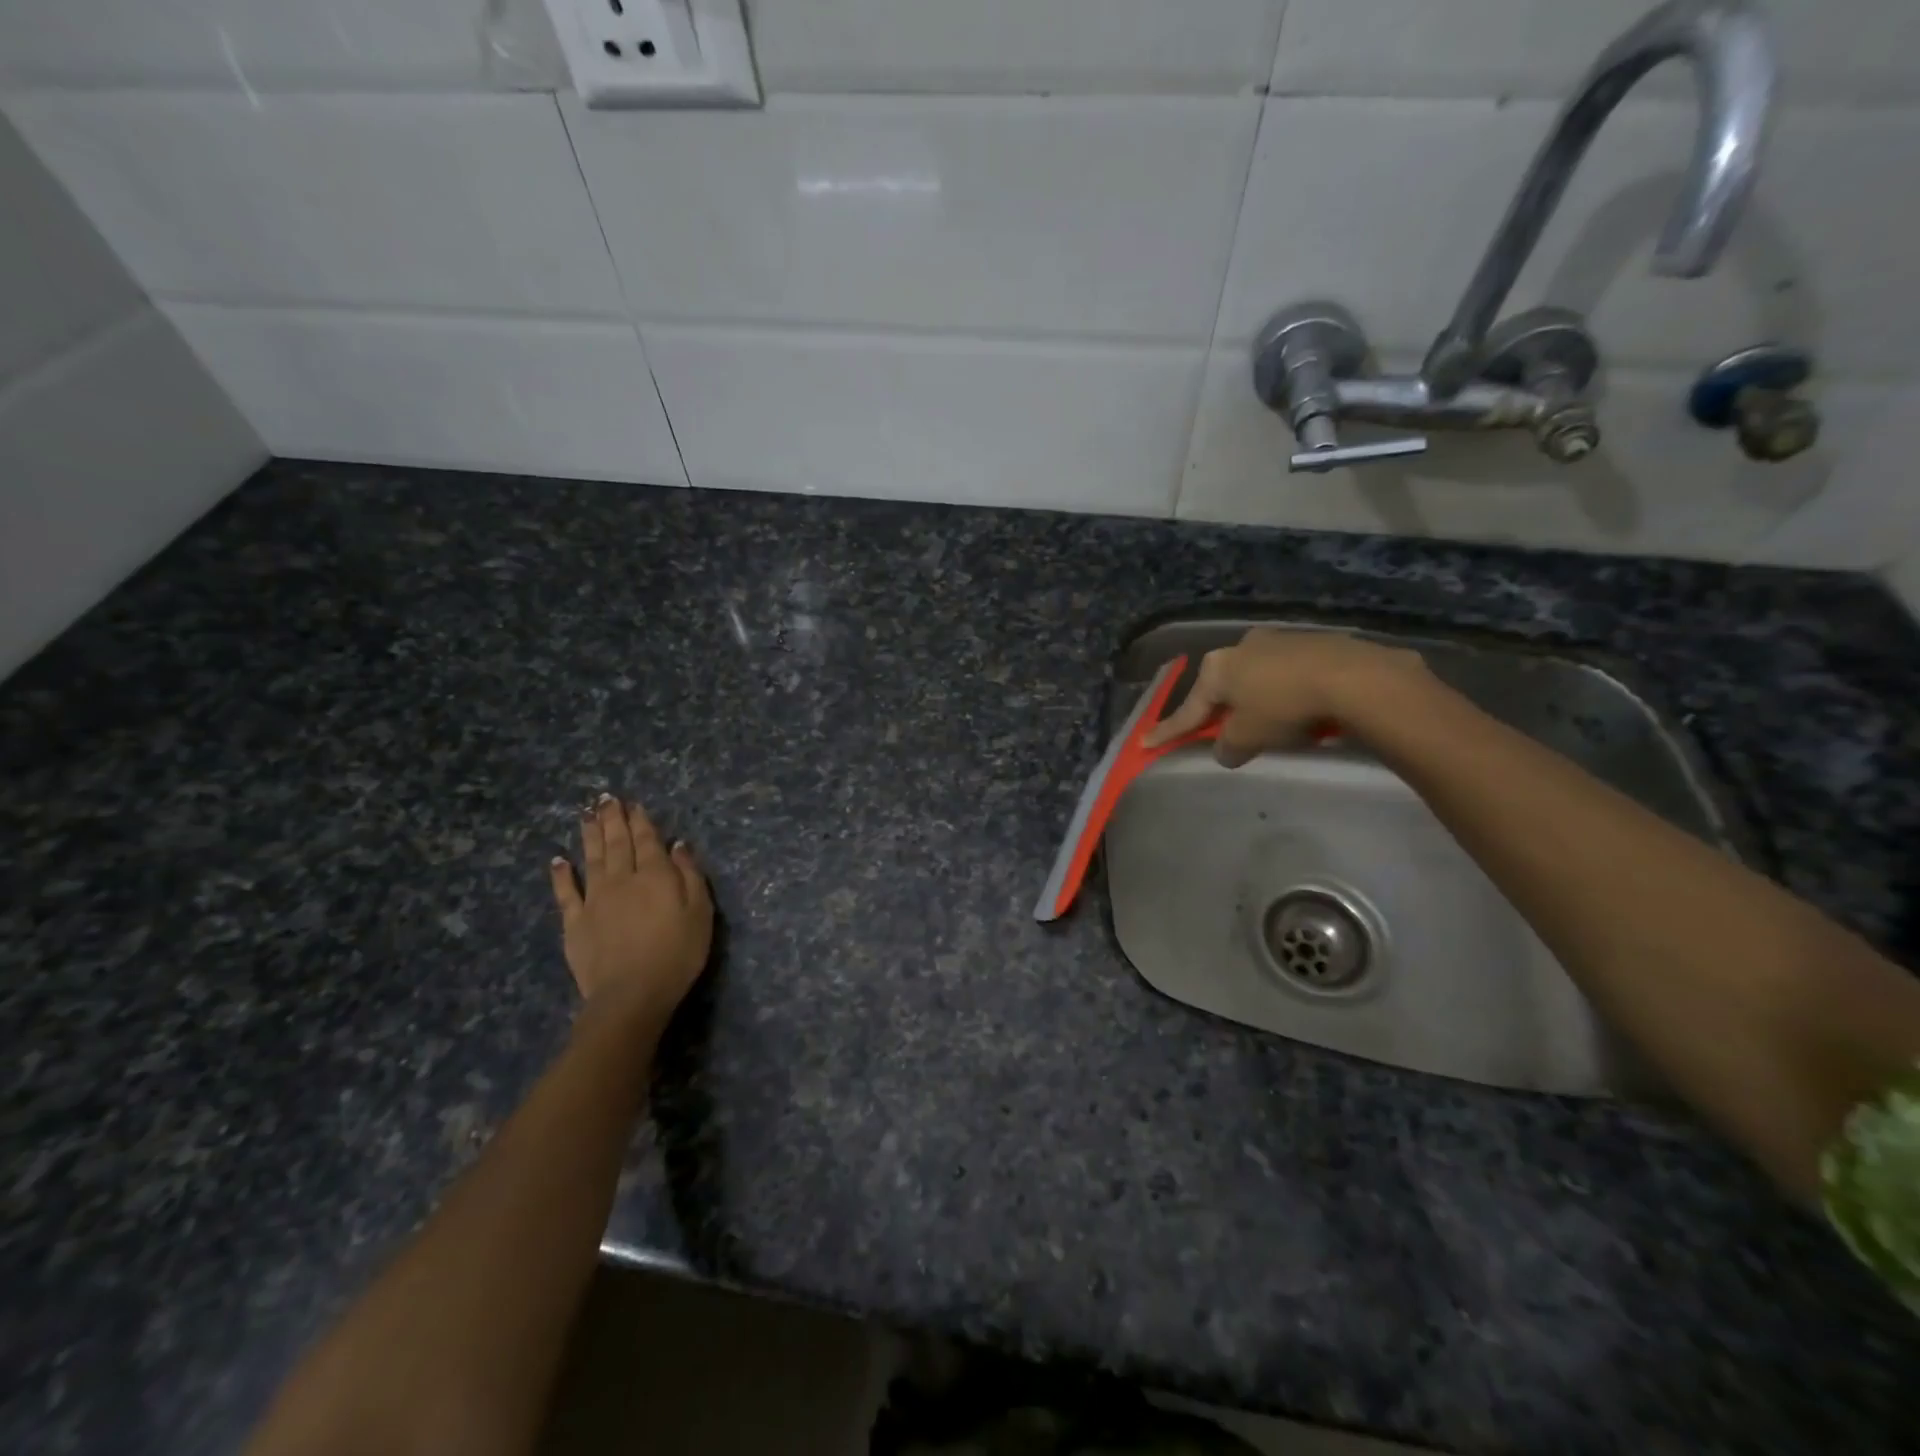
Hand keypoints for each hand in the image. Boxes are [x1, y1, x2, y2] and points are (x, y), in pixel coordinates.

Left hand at [549, 795, 712, 1027]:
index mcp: (656, 875)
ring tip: (586, 815)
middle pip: (618, 843)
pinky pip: (566, 893)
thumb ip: (690, 875)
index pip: (648, 840)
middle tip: (606, 798)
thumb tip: (677, 845)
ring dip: (590, 835)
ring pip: (592, 859)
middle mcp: (623, 879)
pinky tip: (558, 860)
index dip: (641, 821)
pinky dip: (561, 874)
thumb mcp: (700, 912)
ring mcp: (595, 899)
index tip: (634, 804)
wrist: (631, 994)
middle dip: (613, 819)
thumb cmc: (677, 953)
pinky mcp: (575, 922)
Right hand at [1143, 628, 1424, 766]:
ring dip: (1257, 700)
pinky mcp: (1313, 642)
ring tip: (1272, 724)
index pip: (1189, 709)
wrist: (1352, 677)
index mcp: (1217, 668)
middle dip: (1220, 710)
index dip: (1169, 731)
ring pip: (1257, 678)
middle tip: (1222, 732)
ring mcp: (1278, 640)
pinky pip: (1288, 674)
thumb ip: (1228, 745)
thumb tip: (1226, 749)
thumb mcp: (1248, 737)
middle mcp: (1241, 647)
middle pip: (1223, 688)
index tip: (1145, 743)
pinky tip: (1302, 709)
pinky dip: (1286, 692)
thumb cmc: (1284, 707)